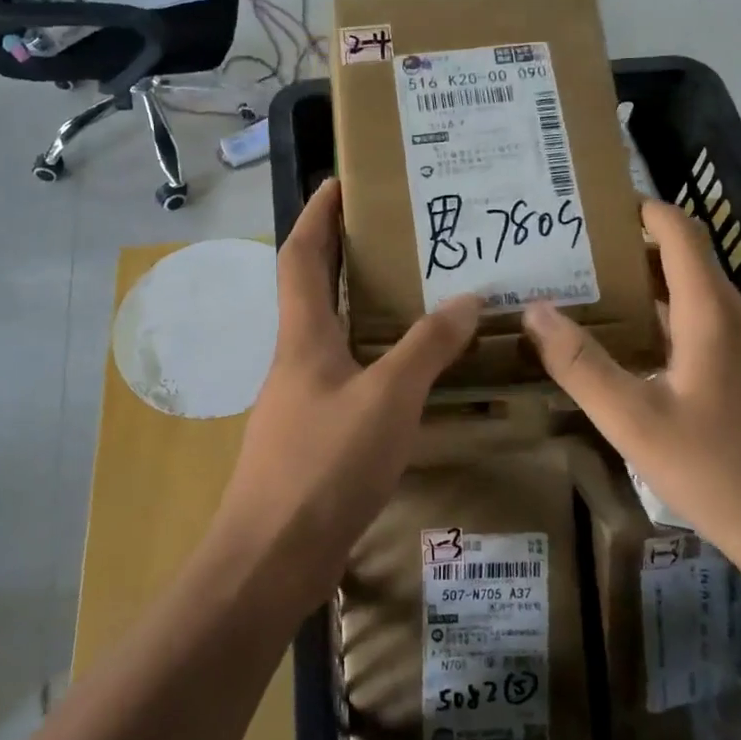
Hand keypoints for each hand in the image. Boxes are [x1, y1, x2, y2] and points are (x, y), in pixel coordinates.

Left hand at [212, 179, 481, 610]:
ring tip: (412, 291)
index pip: (302, 255)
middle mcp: (296, 357)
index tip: (339, 180)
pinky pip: (346, 374)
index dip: (318, 214)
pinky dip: (373, 356)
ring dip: (361, 305)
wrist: (272, 558)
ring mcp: (300, 398)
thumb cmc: (325, 464)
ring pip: (331, 333)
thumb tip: (468, 298)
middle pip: (312, 288)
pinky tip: (407, 371)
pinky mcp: (312, 435)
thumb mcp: (388, 398)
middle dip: (342, 251)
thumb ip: (427, 347)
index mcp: (303, 335)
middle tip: (393, 230)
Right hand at [520, 199, 740, 600]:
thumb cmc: (718, 471)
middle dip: (628, 250)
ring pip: (693, 296)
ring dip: (645, 288)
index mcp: (711, 312)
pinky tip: (631, 350)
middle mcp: (737, 317)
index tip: (591, 206)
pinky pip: (704, 326)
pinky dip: (664, 320)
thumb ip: (580, 364)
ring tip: (590, 296)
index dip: (639, 208)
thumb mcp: (633, 420)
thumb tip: (536, 310)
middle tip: (571, 255)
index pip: (679, 231)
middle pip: (683, 260)